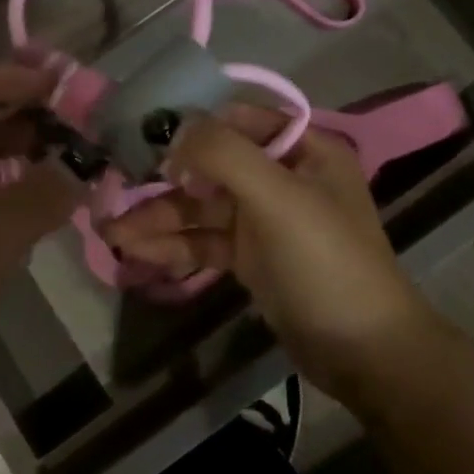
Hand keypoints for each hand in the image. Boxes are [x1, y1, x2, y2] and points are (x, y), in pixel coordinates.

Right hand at [102, 106, 434, 403]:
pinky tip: (134, 252)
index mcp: (302, 150)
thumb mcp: (278, 198)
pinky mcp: (250, 257)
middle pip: (211, 167)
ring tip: (108, 231)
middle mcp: (282, 177)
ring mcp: (264, 220)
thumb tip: (174, 127)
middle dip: (163, 181)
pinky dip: (172, 246)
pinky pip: (204, 241)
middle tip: (114, 188)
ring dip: (158, 218)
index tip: (143, 136)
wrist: (365, 354)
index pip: (238, 120)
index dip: (192, 125)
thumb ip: (223, 155)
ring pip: (201, 209)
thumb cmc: (326, 262)